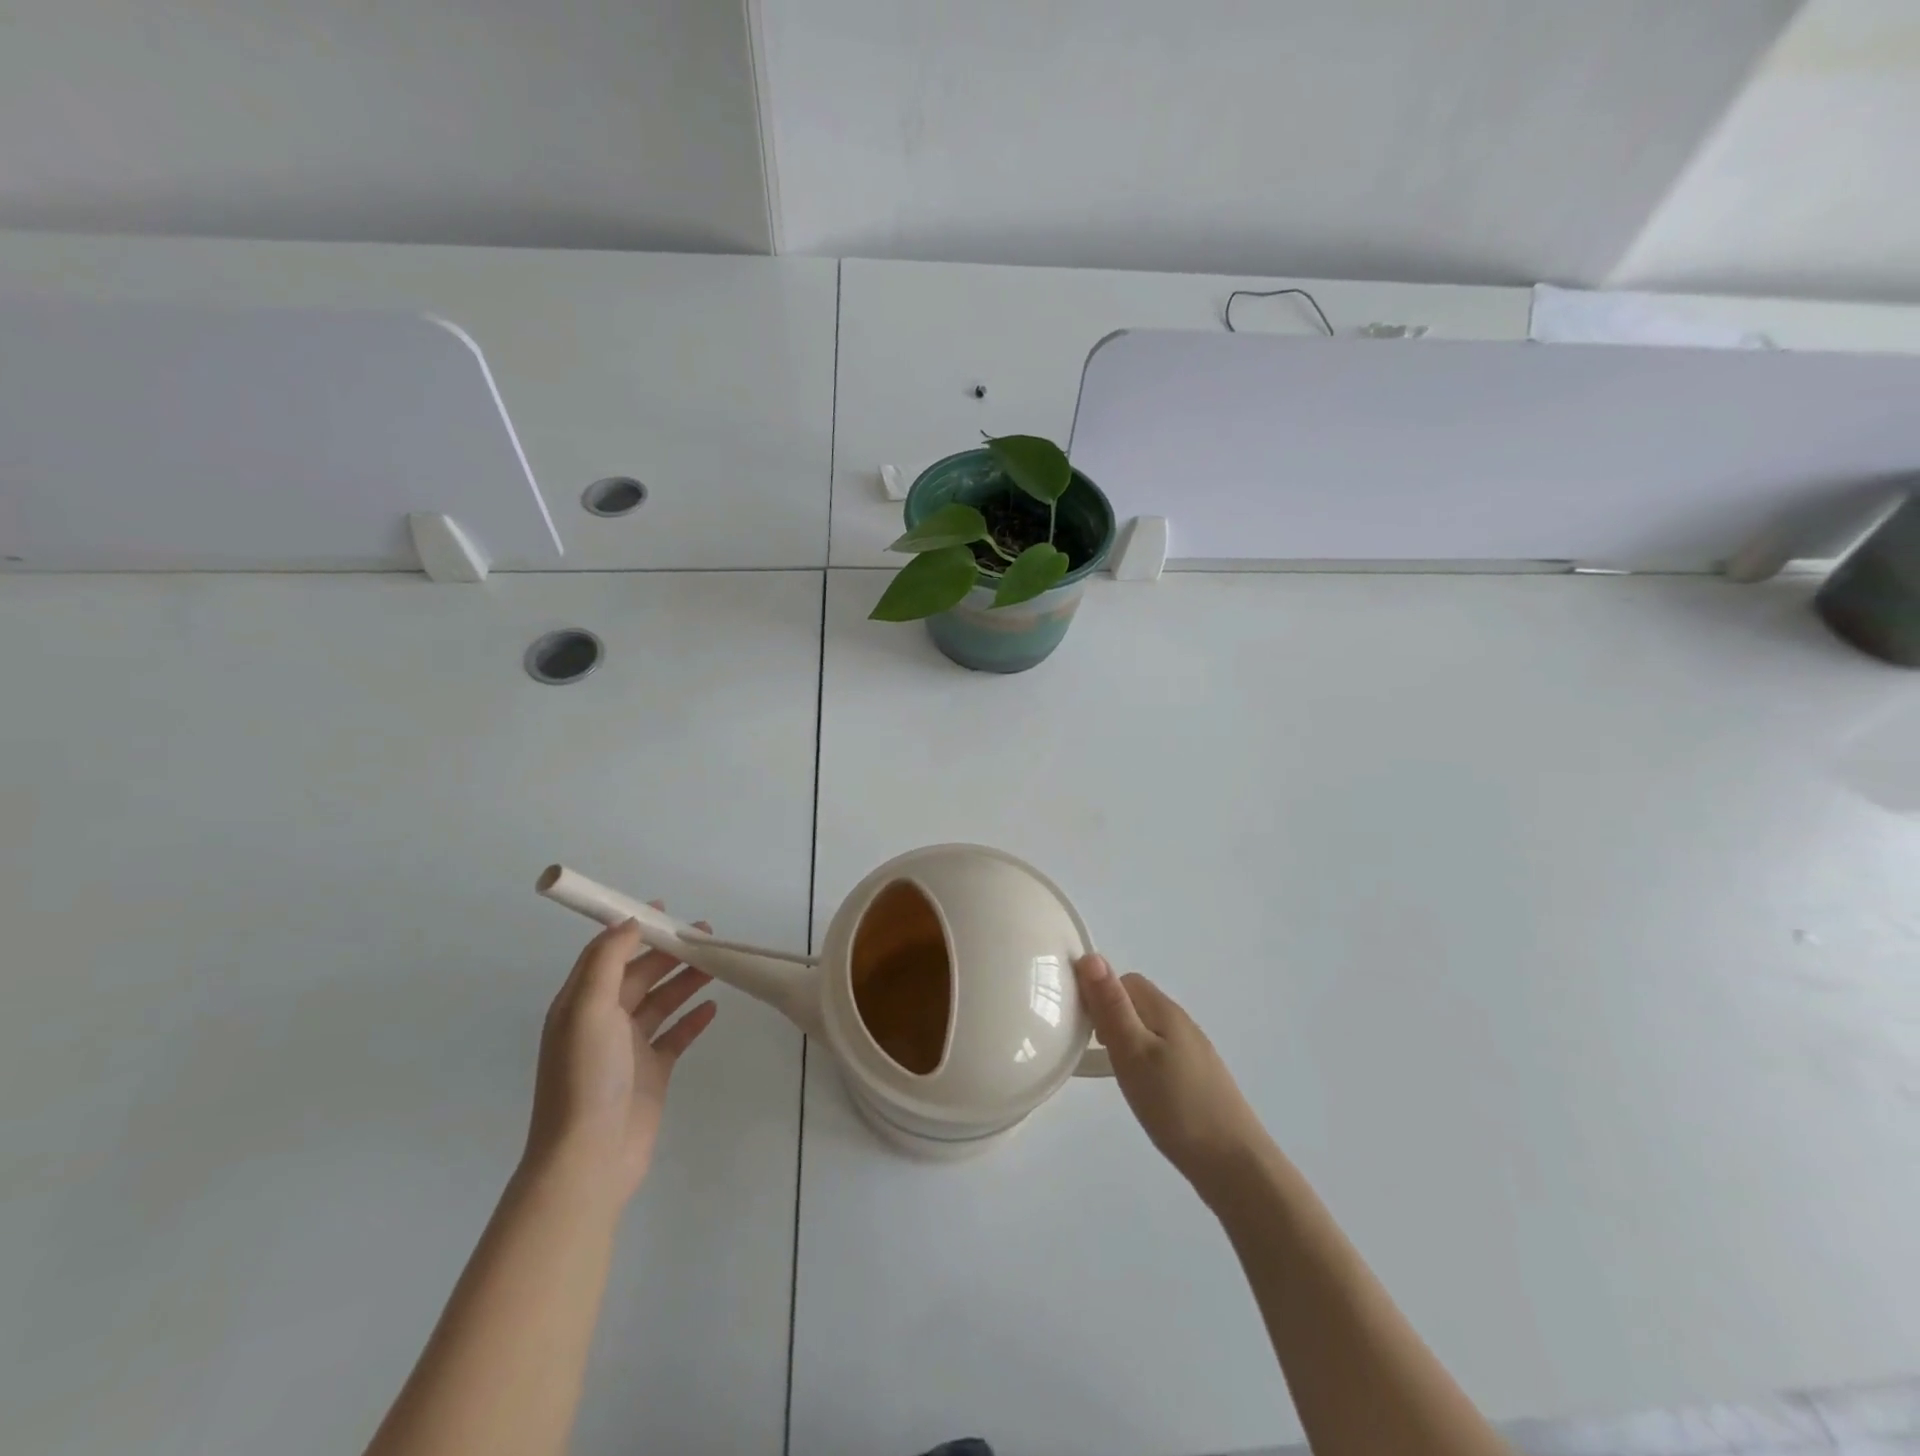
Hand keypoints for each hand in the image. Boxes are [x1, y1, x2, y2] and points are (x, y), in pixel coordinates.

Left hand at [524, 915, 717, 1207]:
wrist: (590, 1157)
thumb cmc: (587, 1077)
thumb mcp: (589, 1009)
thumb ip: (607, 962)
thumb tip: (627, 922)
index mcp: (581, 1004)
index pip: (607, 953)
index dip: (632, 928)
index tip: (663, 910)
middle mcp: (602, 1021)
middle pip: (640, 974)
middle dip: (669, 951)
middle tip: (704, 934)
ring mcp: (628, 1047)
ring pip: (661, 1000)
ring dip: (685, 979)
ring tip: (716, 962)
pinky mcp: (652, 1071)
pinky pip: (676, 1035)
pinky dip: (693, 1018)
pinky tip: (712, 1006)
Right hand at [1073, 954, 1272, 1200]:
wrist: (1234, 1164)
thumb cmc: (1176, 1105)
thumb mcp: (1133, 1053)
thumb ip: (1112, 1006)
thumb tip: (1091, 956)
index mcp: (1165, 1011)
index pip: (1125, 981)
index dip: (1099, 993)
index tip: (1081, 1024)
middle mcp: (1181, 1023)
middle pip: (1137, 1003)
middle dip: (1110, 1016)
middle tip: (1094, 1050)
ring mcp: (1193, 1052)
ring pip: (1149, 1030)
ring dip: (1126, 1040)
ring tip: (1113, 1071)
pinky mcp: (1198, 1078)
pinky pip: (1161, 1054)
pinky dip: (1143, 1061)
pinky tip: (1142, 1090)